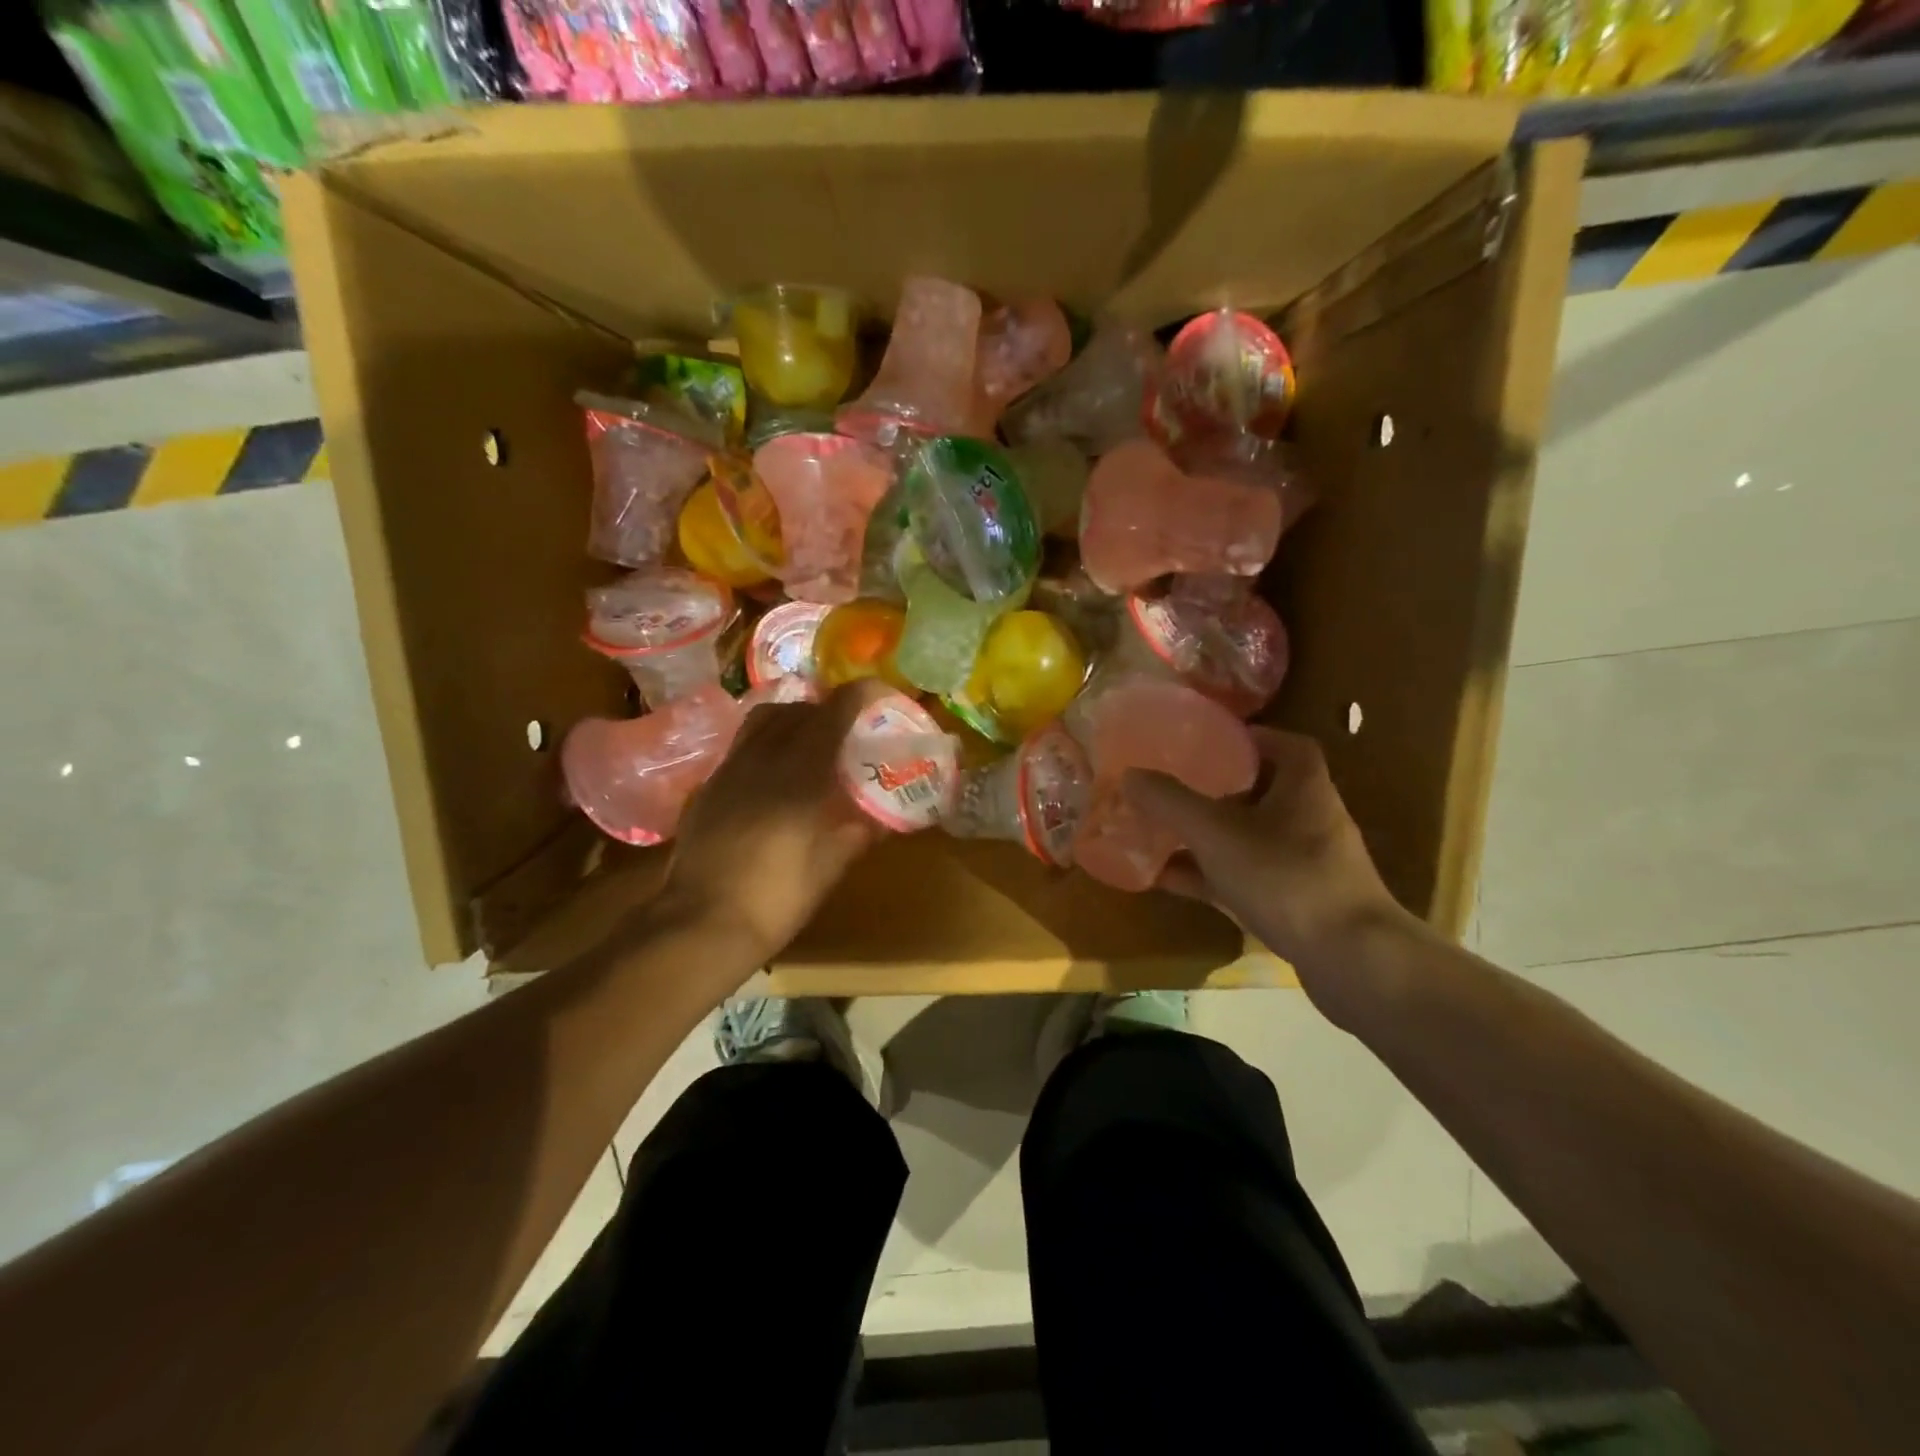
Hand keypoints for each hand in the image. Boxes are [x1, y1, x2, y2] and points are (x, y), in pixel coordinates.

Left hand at [661, 679, 894, 964]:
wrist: (702, 922)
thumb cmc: (778, 896)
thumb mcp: (831, 866)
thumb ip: (859, 832)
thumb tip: (883, 819)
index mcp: (800, 772)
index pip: (832, 713)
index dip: (858, 695)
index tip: (878, 693)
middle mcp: (763, 758)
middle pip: (796, 709)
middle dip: (826, 708)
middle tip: (847, 727)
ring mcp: (730, 769)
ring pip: (762, 720)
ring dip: (791, 719)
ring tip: (808, 741)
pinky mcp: (709, 787)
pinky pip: (742, 745)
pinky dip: (766, 742)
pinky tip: (774, 772)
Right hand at [1123, 728, 1415, 1020]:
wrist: (1351, 961)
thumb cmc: (1287, 877)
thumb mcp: (1217, 833)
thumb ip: (1171, 803)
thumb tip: (1130, 774)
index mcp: (1304, 787)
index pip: (1285, 745)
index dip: (1249, 738)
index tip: (1209, 741)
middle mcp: (1309, 819)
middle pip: (1262, 792)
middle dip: (1216, 789)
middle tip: (1174, 785)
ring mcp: (1304, 865)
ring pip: (1248, 839)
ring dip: (1208, 835)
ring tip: (1161, 831)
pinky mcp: (1296, 903)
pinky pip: (1244, 878)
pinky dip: (1209, 876)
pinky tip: (1168, 881)